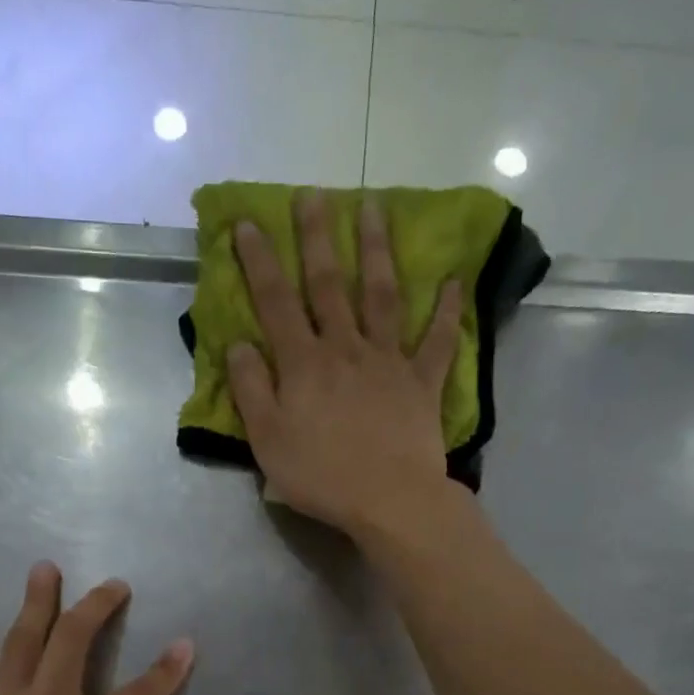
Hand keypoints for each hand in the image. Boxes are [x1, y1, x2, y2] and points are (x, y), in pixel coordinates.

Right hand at [228, 190, 462, 535]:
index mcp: (304, 364)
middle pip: (330, 285)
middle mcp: (345, 349)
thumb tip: (240, 344)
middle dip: (318, 237)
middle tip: (313, 194)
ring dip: (378, 251)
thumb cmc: (320, 475)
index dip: (260, 261)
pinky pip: (437, 341)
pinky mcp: (422, 383)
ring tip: (375, 208)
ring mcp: (388, 361)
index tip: (248, 222)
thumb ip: (251, 389)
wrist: (388, 500)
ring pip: (382, 296)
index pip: (276, 302)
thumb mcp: (267, 440)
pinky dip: (446, 311)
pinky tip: (453, 281)